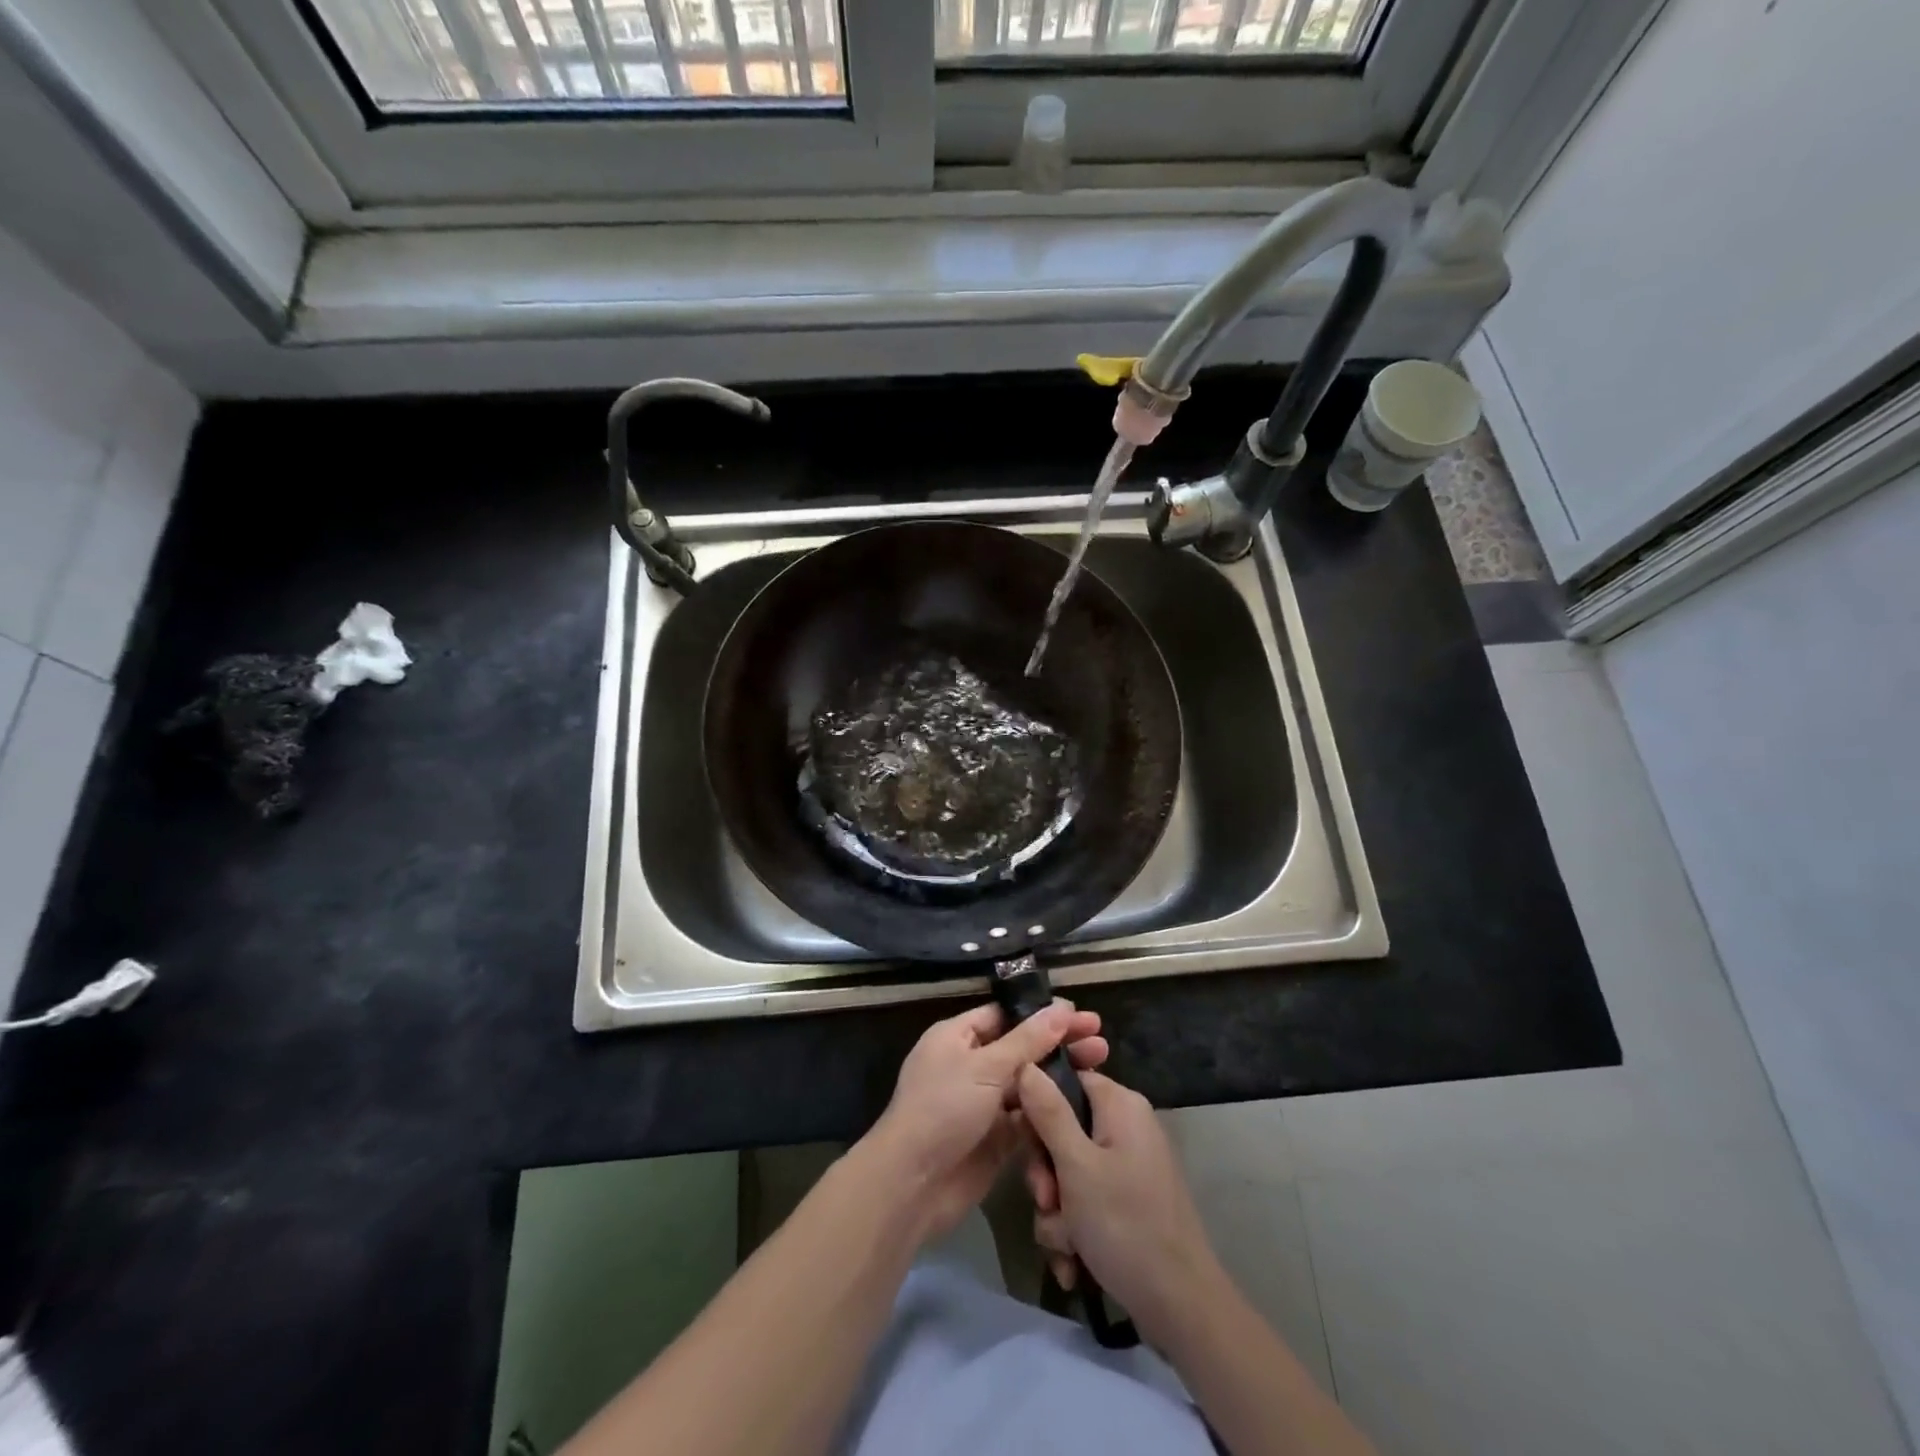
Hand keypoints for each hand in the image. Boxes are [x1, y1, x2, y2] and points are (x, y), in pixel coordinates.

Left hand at [864, 1000, 1106, 1242]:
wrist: (912, 1184)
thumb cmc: (943, 1109)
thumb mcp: (985, 1067)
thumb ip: (1027, 1041)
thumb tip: (1062, 1009)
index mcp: (957, 1037)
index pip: (1005, 1016)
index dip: (1041, 1014)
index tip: (1079, 1015)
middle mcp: (970, 1065)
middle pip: (1021, 1048)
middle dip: (1058, 1044)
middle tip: (1101, 1041)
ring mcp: (983, 1103)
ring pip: (1028, 1084)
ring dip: (1059, 1076)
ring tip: (1100, 1067)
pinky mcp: (995, 1138)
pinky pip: (1027, 1118)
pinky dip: (1051, 1112)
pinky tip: (1083, 1105)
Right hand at [1019, 1066, 1220, 1345]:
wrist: (1181, 1308)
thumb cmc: (1125, 1225)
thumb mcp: (1076, 1166)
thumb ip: (1048, 1112)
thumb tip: (1026, 1063)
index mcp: (1120, 1105)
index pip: (1066, 1080)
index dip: (1037, 1106)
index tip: (1022, 1141)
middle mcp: (1125, 1128)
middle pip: (1062, 1131)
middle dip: (1046, 1174)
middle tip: (1047, 1202)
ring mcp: (1128, 1167)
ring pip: (1068, 1174)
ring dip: (1057, 1213)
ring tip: (1066, 1245)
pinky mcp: (1128, 1203)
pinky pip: (1086, 1203)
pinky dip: (1074, 1231)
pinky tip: (1074, 1264)